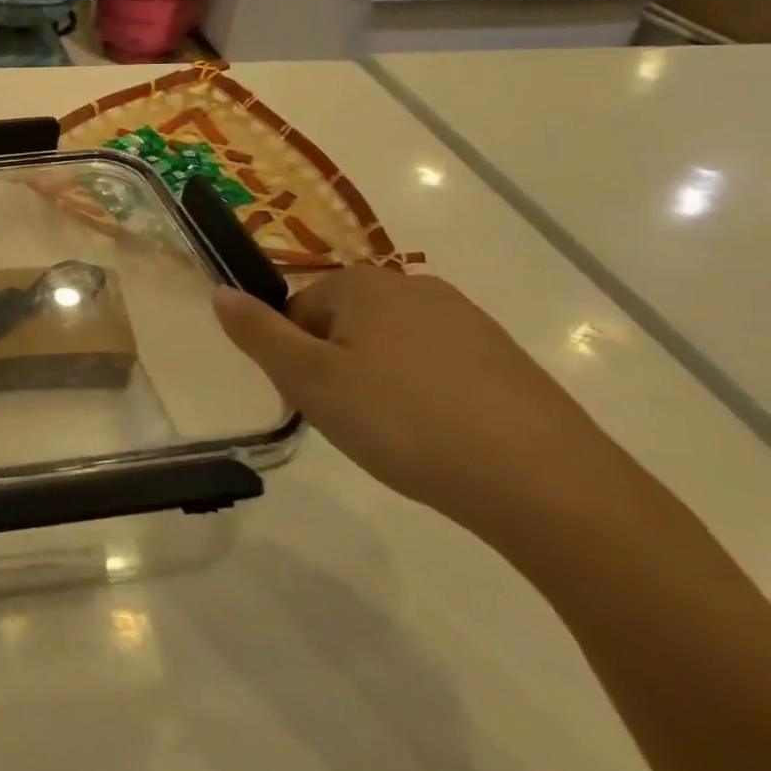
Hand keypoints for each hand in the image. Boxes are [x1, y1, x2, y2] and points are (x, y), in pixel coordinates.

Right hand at [212, 267, 615, 537]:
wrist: (551, 487)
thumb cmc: (405, 423)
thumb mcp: (310, 381)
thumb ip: (257, 333)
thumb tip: (219, 291)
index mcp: (362, 284)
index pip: (297, 309)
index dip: (296, 357)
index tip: (314, 400)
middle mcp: (414, 286)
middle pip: (342, 324)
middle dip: (336, 368)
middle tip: (352, 421)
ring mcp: (468, 322)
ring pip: (389, 348)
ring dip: (379, 384)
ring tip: (398, 436)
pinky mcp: (507, 361)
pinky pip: (438, 369)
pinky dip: (426, 398)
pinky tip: (441, 440)